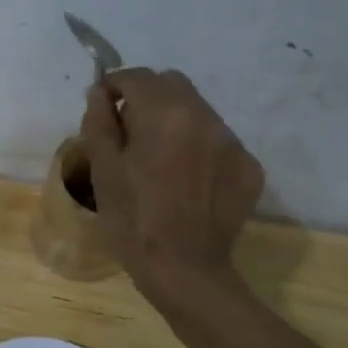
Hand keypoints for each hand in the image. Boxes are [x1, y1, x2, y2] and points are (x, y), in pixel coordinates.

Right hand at [78, 68, 264, 290]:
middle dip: (146, 98)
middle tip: (129, 132)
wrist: (184, 270)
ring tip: (158, 159)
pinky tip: (185, 181)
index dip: (114, 86)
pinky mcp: (249, 167)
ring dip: (174, 121)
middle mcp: (205, 117)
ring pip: (197, 111)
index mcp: (165, 114)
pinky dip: (197, 148)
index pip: (136, 77)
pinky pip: (217, 141)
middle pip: (171, 85)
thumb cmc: (132, 220)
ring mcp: (232, 142)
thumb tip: (99, 93)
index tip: (102, 107)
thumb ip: (98, 122)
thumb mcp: (103, 170)